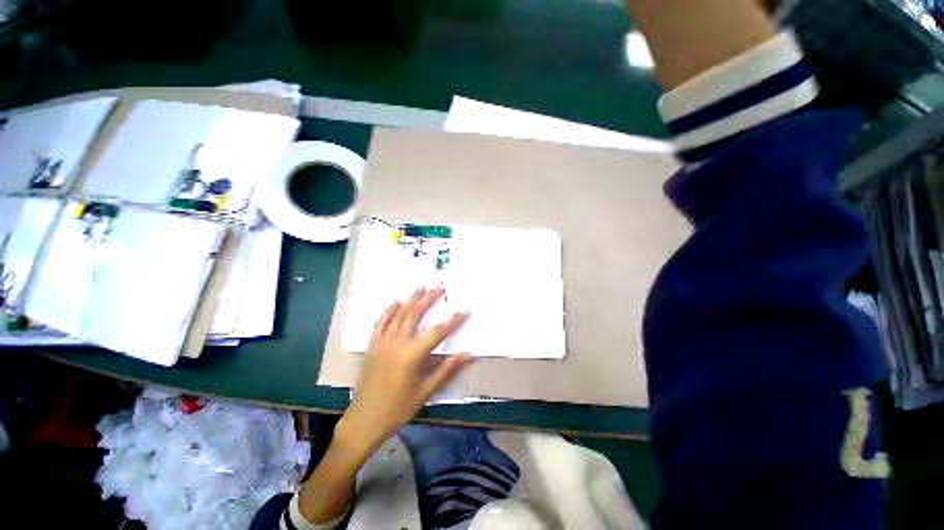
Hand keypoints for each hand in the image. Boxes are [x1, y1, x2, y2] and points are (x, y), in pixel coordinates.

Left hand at [336, 287, 472, 453]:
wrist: (365, 420)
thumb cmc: (398, 408)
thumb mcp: (426, 391)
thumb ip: (447, 370)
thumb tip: (468, 355)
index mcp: (412, 355)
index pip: (438, 332)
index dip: (453, 321)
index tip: (464, 311)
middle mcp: (397, 343)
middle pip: (415, 314)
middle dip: (429, 299)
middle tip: (439, 287)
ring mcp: (382, 342)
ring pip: (398, 314)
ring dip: (411, 299)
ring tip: (421, 287)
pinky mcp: (372, 345)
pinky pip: (381, 322)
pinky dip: (389, 310)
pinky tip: (397, 302)